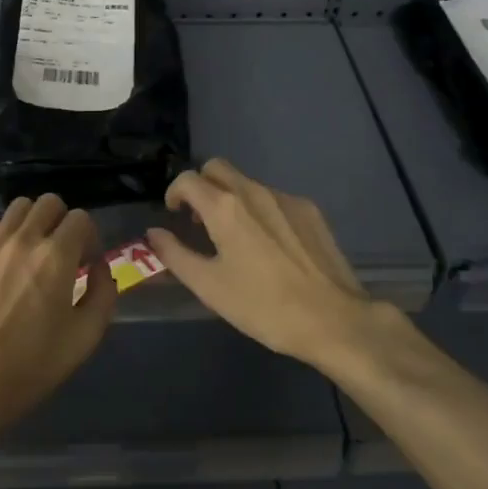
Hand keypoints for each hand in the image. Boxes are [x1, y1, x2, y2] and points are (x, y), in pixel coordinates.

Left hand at [0, 194, 115, 434]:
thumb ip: (103, 294)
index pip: (80, 218)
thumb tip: (99, 266)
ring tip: (31, 250)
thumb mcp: (85, 337)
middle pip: (49, 202)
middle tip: (61, 251)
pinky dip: (2, 232)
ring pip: (18, 207)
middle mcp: (24, 239)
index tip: (85, 261)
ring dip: (32, 222)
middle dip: (62, 221)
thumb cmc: (33, 364)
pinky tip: (3, 258)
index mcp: (57, 256)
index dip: (89, 236)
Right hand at [146, 159, 382, 369]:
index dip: (174, 193)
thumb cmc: (263, 306)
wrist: (333, 319)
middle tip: (200, 219)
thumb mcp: (209, 286)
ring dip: (231, 198)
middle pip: (217, 168)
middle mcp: (254, 191)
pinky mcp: (310, 210)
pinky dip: (260, 209)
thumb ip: (175, 254)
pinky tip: (269, 245)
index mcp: (225, 207)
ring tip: (236, 236)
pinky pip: (274, 198)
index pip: (188, 179)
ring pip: (247, 183)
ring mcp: (286, 198)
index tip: (175, 215)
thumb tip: (153, 233)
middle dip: (202, 186)